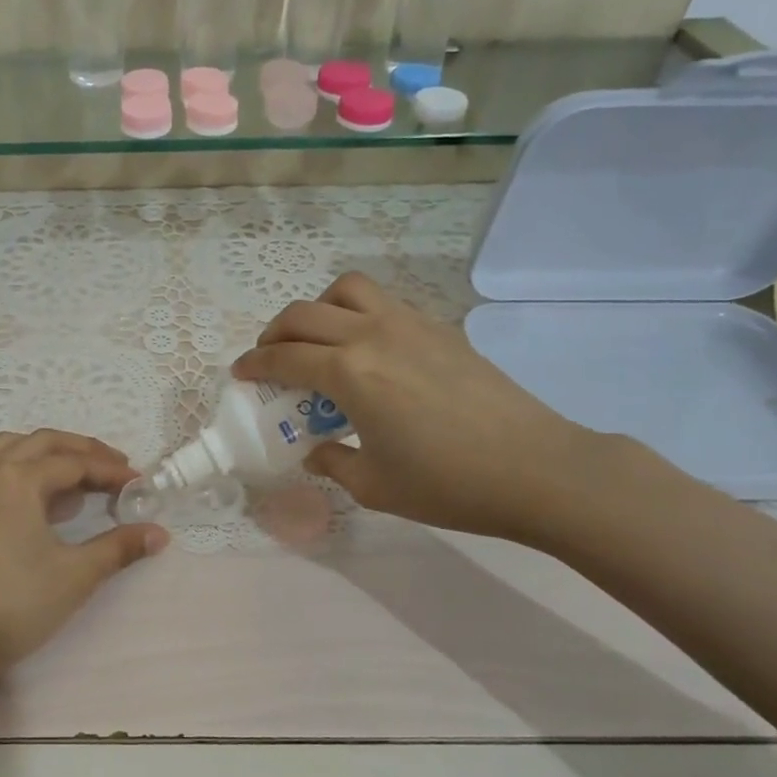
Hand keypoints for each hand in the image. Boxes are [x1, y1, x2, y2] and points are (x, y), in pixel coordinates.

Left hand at [0, 429, 168, 675]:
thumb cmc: (16, 603)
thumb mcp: (76, 574)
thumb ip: (119, 547)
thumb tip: (160, 533)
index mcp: (19, 479)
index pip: (74, 462)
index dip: (110, 470)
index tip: (139, 482)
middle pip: (43, 443)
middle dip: (82, 451)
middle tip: (114, 468)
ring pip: (12, 448)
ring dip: (47, 452)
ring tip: (74, 475)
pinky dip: (20, 465)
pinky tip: (34, 493)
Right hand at [232, 272, 601, 541]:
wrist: (537, 468)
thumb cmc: (448, 484)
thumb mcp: (374, 485)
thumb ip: (331, 462)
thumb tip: (314, 450)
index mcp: (349, 373)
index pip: (284, 357)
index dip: (254, 364)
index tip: (240, 373)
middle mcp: (372, 336)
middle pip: (304, 314)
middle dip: (274, 333)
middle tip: (269, 358)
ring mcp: (410, 324)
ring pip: (347, 290)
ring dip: (318, 309)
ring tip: (318, 341)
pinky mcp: (440, 328)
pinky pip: (383, 303)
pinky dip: (357, 314)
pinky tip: (367, 352)